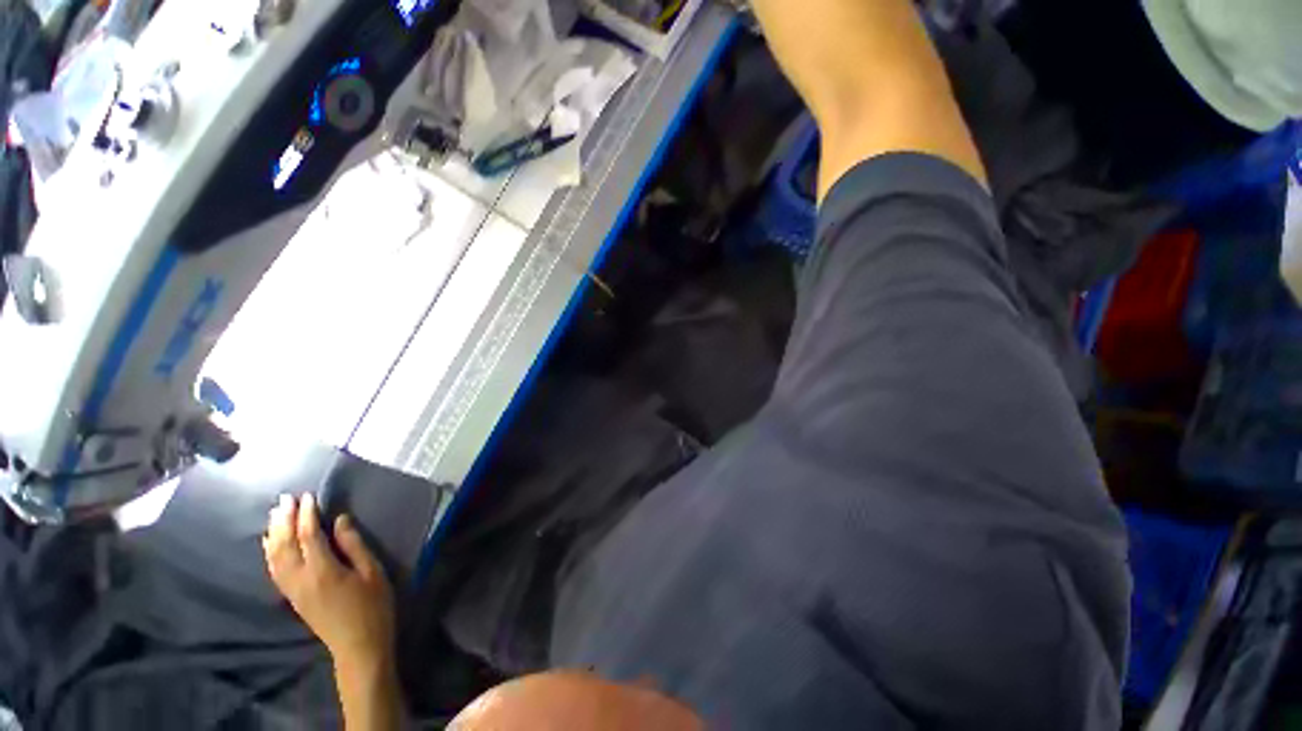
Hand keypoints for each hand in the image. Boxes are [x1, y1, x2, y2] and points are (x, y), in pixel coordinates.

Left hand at [263, 493, 394, 669]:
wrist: (358, 645)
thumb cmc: (373, 605)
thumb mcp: (372, 572)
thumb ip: (354, 545)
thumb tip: (340, 521)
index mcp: (323, 571)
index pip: (309, 536)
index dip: (307, 515)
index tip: (307, 496)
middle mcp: (301, 579)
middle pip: (286, 545)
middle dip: (285, 520)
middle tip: (285, 499)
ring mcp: (293, 590)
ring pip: (275, 558)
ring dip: (274, 534)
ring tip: (275, 515)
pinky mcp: (292, 598)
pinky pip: (274, 570)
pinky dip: (270, 553)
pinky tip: (270, 543)